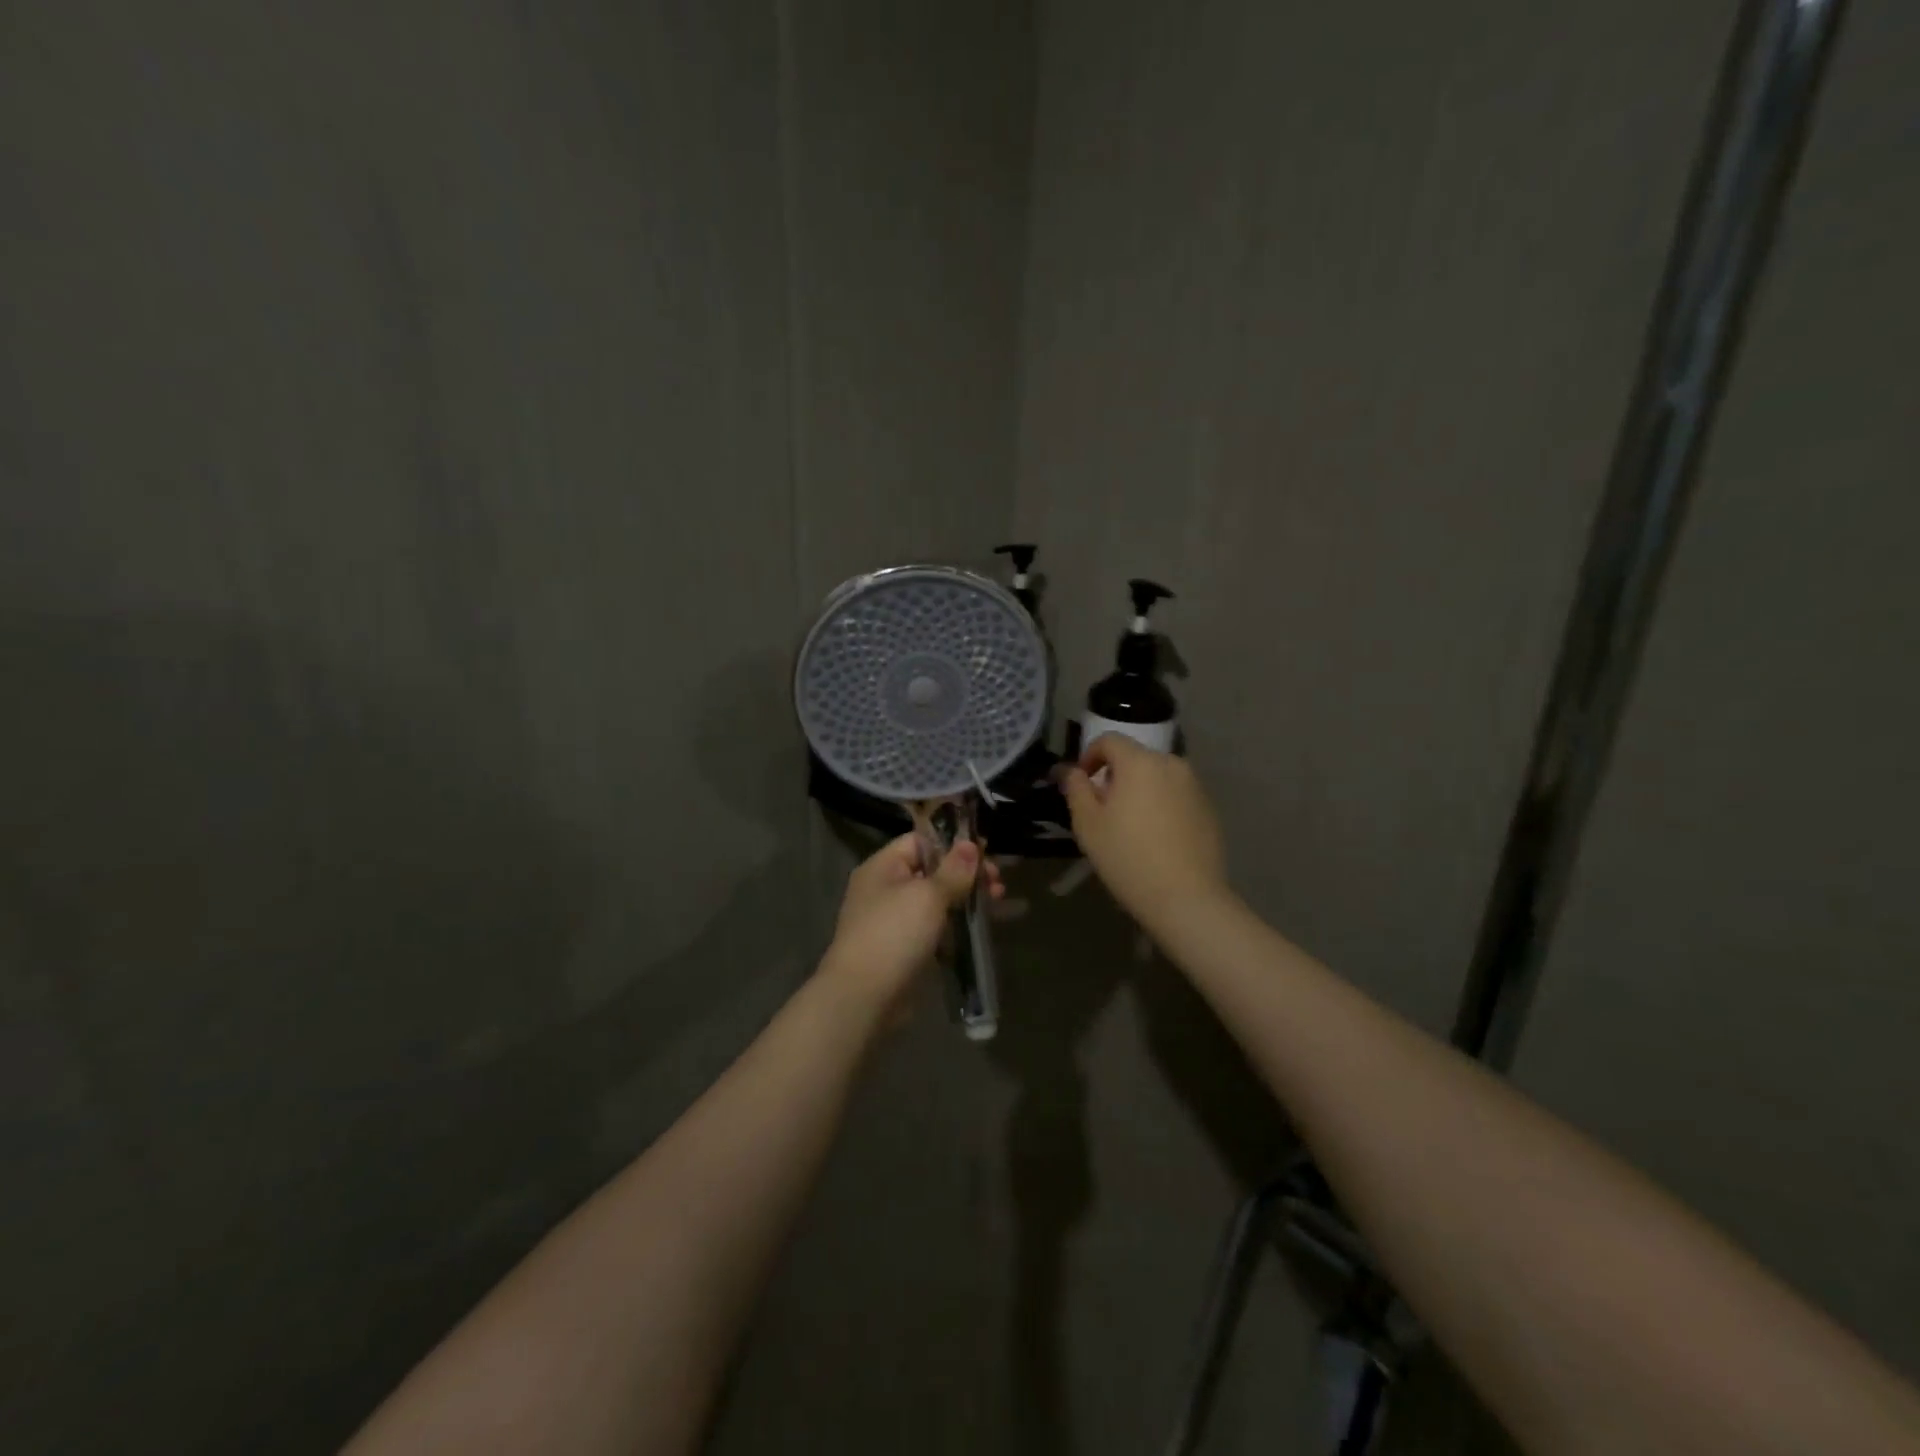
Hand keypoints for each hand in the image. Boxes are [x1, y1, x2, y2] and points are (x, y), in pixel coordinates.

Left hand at [820, 833, 1003, 1007]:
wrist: (864, 997)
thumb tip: (970, 844)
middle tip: (998, 883)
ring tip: (998, 903)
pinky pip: (934, 927)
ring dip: (966, 899)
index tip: (985, 853)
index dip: (952, 844)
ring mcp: (893, 920)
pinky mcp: (904, 948)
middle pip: (931, 870)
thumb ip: (953, 870)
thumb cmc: (894, 934)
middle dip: (966, 874)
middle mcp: (885, 888)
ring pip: (936, 900)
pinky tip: (981, 929)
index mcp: (882, 867)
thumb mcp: (928, 896)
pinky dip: (956, 925)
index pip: (920, 841)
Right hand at [1059, 735, 1229, 930]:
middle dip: (1116, 776)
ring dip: (1140, 790)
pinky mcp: (1209, 809)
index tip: (1081, 783)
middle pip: (1136, 758)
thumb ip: (1076, 789)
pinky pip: (1177, 796)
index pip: (1109, 740)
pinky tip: (1157, 838)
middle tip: (1103, 809)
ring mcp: (1195, 786)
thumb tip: (1071, 770)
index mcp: (1139, 762)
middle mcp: (1172, 764)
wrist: (1186, 898)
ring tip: (1130, 825)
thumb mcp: (1088, 824)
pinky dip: (1162, 805)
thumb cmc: (1127, 857)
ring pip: (1158, 777)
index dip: (1089, 756)